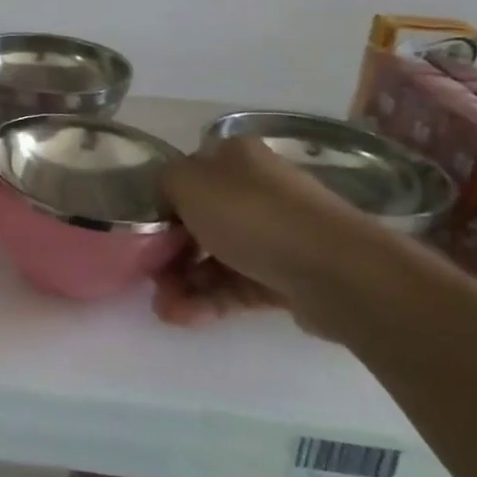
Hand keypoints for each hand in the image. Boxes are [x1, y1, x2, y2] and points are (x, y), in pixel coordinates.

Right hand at [154, 137, 386, 334]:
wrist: (335, 270)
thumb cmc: (252, 215)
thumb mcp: (187, 182)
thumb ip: (163, 184)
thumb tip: (166, 200)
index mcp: (235, 159)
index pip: (187, 177)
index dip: (160, 204)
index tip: (142, 232)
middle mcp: (257, 190)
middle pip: (199, 221)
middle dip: (170, 252)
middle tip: (150, 277)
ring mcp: (276, 234)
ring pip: (216, 257)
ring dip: (184, 283)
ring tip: (165, 310)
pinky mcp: (287, 276)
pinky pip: (237, 286)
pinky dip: (208, 301)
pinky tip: (183, 318)